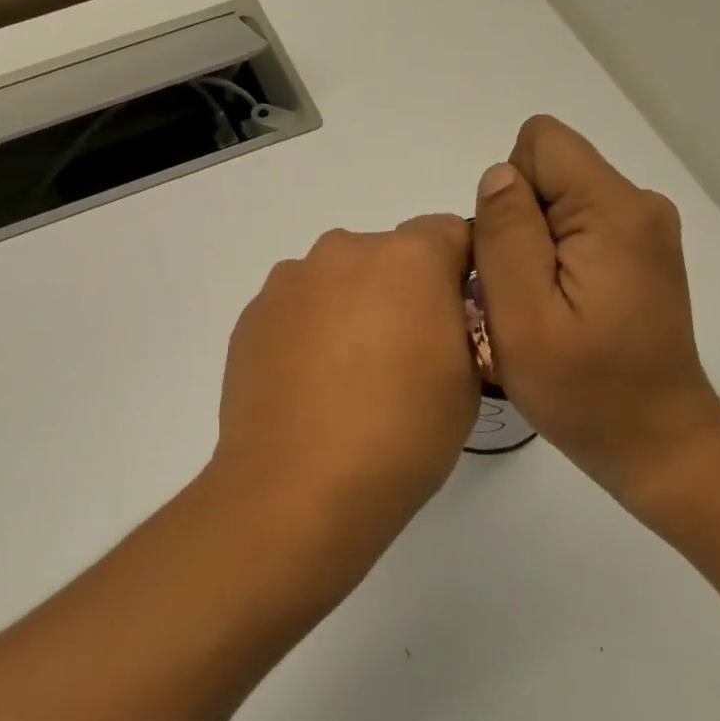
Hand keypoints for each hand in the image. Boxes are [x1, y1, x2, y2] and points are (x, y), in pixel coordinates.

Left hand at [209, 216, 478, 584]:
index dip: (460, 270)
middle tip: (402, 355)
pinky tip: (308, 387)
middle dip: (401, 289)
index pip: (449, 231)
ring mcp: (289, 282)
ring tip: (347, 377)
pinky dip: (308, 331)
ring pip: (336, 280)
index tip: (457, 316)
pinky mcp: (251, 315)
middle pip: (386, 254)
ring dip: (350, 307)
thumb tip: (441, 310)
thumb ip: (462, 322)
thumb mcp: (468, 378)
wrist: (298, 488)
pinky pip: (296, 308)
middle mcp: (343, 251)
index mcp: (407, 257)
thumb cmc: (402, 433)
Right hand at [472, 116, 719, 510]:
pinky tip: (562, 311)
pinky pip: (577, 228)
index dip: (509, 194)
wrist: (657, 441)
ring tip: (541, 309)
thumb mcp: (523, 317)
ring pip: (557, 202)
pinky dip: (554, 261)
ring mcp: (645, 230)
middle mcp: (638, 204)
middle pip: (548, 171)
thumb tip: (498, 175)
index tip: (513, 258)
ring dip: (532, 247)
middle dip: (517, 224)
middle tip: (521, 296)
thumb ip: (505, 236)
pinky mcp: (641, 254)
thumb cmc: (584, 389)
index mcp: (613, 210)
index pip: (539, 143)